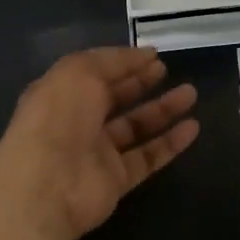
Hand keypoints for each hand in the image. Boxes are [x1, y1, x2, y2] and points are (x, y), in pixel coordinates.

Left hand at [0, 47, 199, 239]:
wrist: (47, 184)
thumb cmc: (59, 117)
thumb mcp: (80, 71)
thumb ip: (113, 61)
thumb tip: (143, 55)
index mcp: (63, 93)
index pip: (97, 74)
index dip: (124, 63)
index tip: (153, 55)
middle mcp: (78, 122)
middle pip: (115, 99)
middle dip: (141, 83)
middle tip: (168, 71)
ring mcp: (97, 153)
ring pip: (136, 128)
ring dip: (163, 110)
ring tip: (191, 94)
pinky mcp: (116, 180)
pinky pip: (148, 157)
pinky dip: (170, 143)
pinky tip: (193, 128)